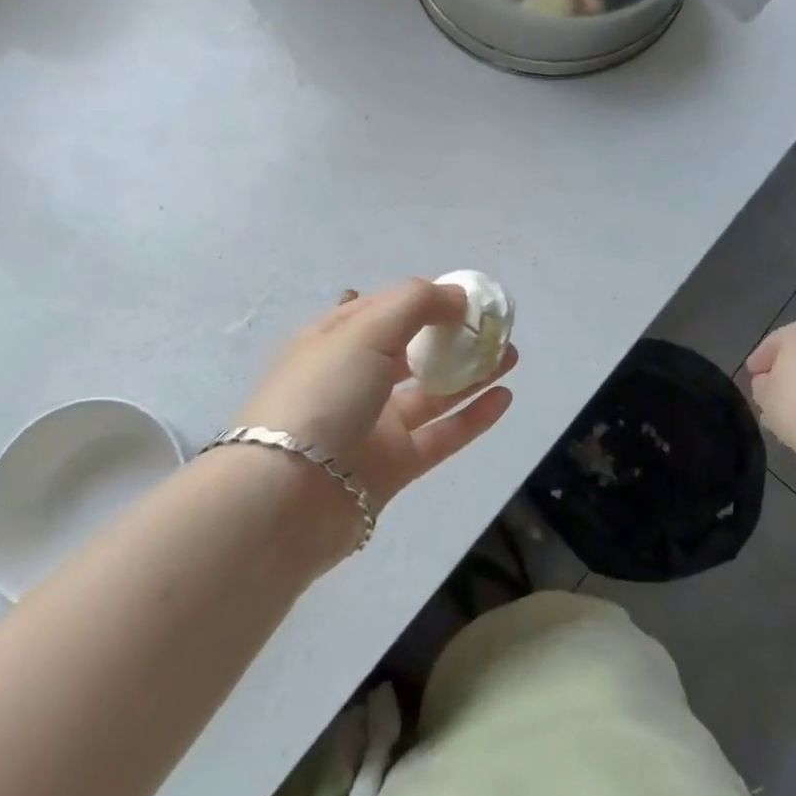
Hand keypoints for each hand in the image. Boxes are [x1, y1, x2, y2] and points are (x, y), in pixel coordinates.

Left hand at [239, 279, 516, 510]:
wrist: (284, 499)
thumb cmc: (322, 395)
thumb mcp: (364, 331)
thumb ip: (416, 303)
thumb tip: (458, 296)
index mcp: (334, 340)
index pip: (385, 308)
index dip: (426, 298)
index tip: (467, 298)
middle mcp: (353, 379)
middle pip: (411, 351)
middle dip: (452, 337)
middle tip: (494, 330)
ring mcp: (372, 425)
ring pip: (431, 394)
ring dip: (470, 374)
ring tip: (511, 356)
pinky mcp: (391, 467)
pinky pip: (440, 437)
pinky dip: (472, 418)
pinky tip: (504, 398)